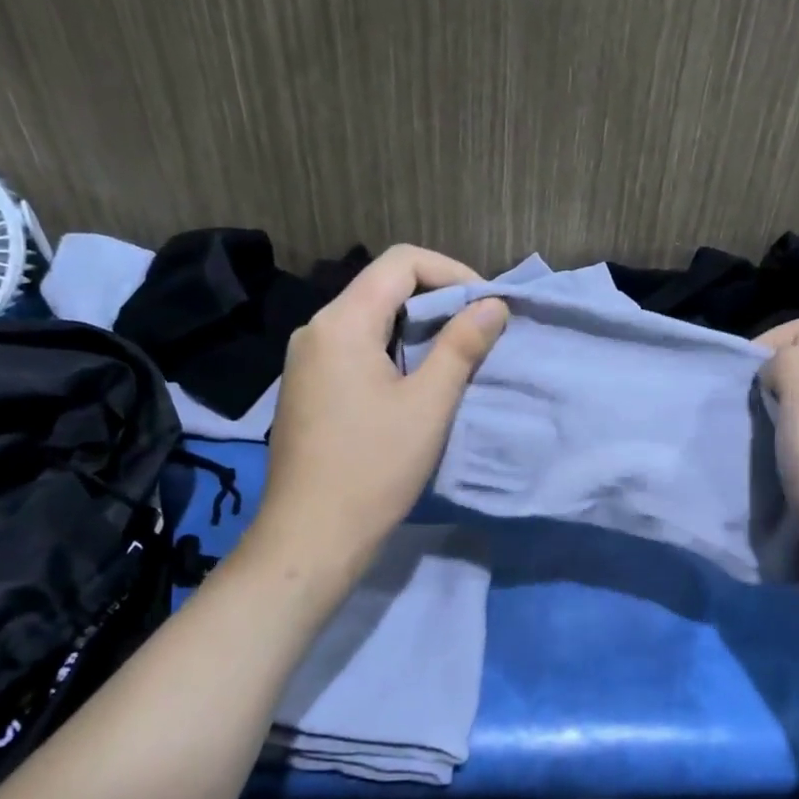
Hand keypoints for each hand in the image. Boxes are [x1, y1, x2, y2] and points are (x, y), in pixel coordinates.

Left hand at [242, 244, 508, 589]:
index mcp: (341, 323)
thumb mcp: (430, 404)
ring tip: (454, 359)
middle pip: (382, 287)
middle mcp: (316, 330)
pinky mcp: (307, 388)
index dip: (452, 272)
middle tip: (478, 333)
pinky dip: (392, 352)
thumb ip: (462, 345)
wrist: (311, 536)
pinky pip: (354, 349)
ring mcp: (306, 361)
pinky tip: (414, 386)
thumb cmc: (374, 467)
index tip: (486, 306)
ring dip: (416, 329)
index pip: (401, 262)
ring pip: (369, 320)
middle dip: (437, 300)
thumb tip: (492, 304)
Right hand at [756, 319, 798, 607]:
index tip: (741, 382)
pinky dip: (772, 456)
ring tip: (744, 442)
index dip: (764, 344)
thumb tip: (773, 373)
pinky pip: (795, 453)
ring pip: (794, 413)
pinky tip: (760, 472)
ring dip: (763, 422)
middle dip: (761, 384)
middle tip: (739, 413)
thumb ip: (787, 362)